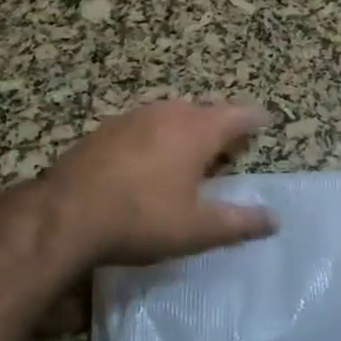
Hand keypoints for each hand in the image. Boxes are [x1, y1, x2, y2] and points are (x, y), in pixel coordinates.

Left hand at [38, 100, 276, 267]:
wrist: (66, 214)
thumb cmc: (141, 218)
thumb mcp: (196, 229)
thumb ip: (238, 223)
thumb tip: (274, 219)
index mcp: (196, 131)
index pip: (236, 116)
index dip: (254, 118)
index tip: (267, 120)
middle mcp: (168, 113)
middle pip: (203, 110)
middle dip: (220, 123)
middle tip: (230, 143)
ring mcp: (133, 117)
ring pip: (171, 114)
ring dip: (186, 126)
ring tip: (192, 148)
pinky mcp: (105, 129)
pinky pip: (143, 124)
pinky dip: (156, 135)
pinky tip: (148, 157)